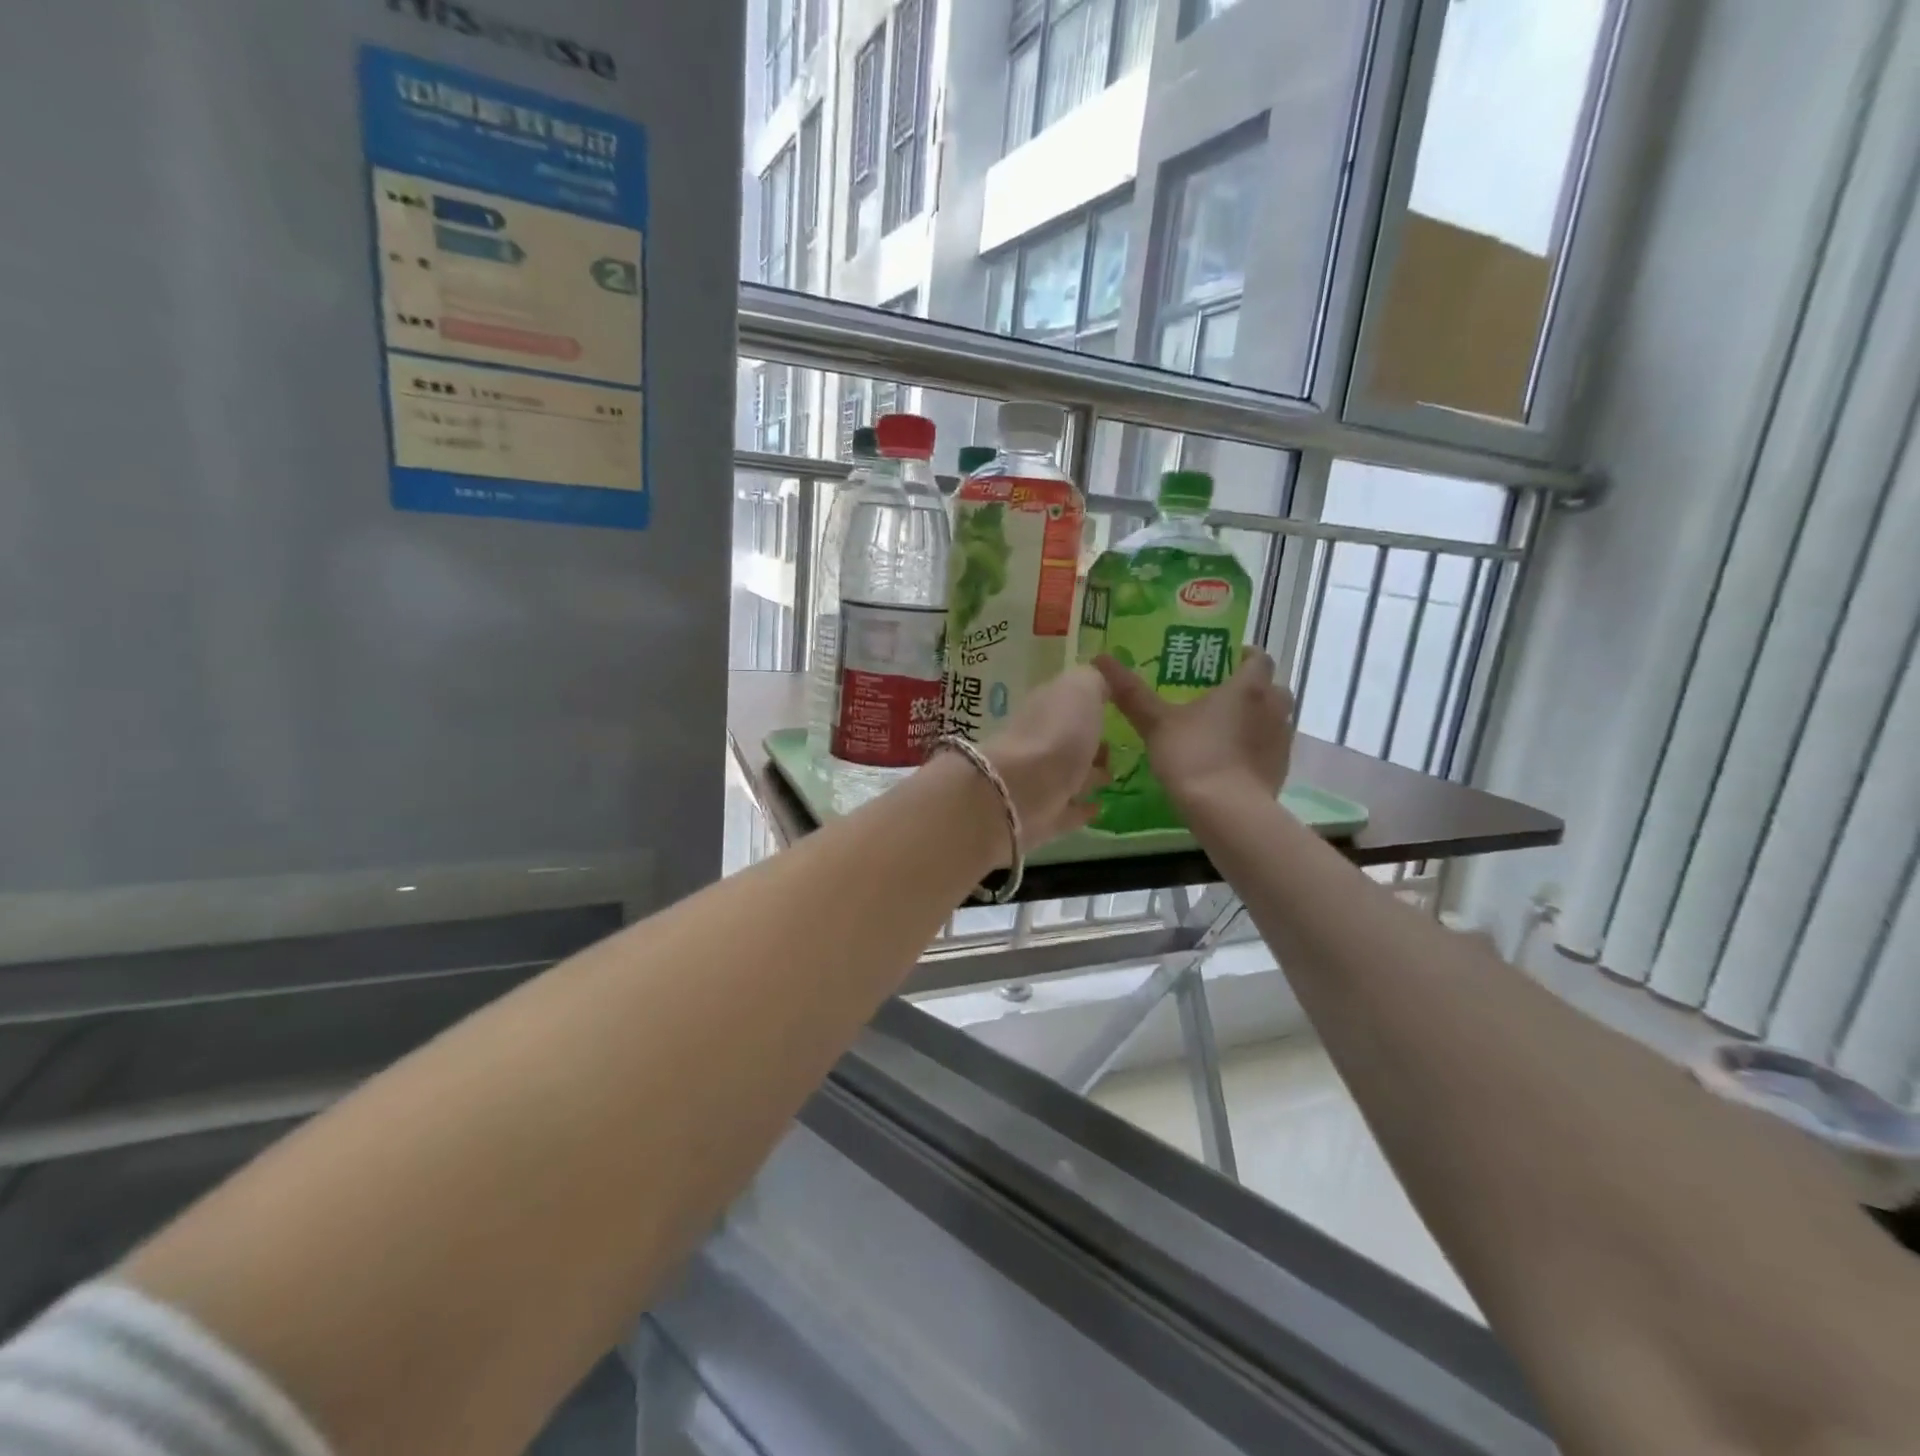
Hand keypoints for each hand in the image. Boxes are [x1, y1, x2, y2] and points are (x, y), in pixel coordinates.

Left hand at [980, 666, 1111, 845]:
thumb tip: (1101, 674)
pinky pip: (1066, 811)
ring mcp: (1038, 782)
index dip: (1091, 700)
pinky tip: (1100, 806)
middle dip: (1090, 740)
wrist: (1020, 792)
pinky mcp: (1041, 819)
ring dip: (1089, 774)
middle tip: (1120, 743)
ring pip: (1069, 775)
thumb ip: (1094, 679)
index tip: (1117, 704)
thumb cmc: (1056, 734)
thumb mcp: (1081, 690)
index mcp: (1046, 708)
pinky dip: (1082, 808)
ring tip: (1115, 774)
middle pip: (1068, 738)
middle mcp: (1039, 742)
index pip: (1068, 700)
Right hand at [1093, 648, 1293, 811]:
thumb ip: (1131, 692)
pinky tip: (1230, 761)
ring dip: (1256, 719)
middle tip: (1220, 697)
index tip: (1223, 663)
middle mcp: (1273, 707)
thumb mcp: (1155, 723)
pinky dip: (1256, 748)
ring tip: (1224, 731)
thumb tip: (1100, 658)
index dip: (1243, 657)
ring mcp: (1282, 740)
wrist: (1227, 811)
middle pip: (1271, 687)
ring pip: (1274, 719)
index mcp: (1248, 687)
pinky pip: (1271, 748)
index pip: (1258, 658)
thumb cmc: (1193, 756)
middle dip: (1252, 689)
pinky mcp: (1281, 769)